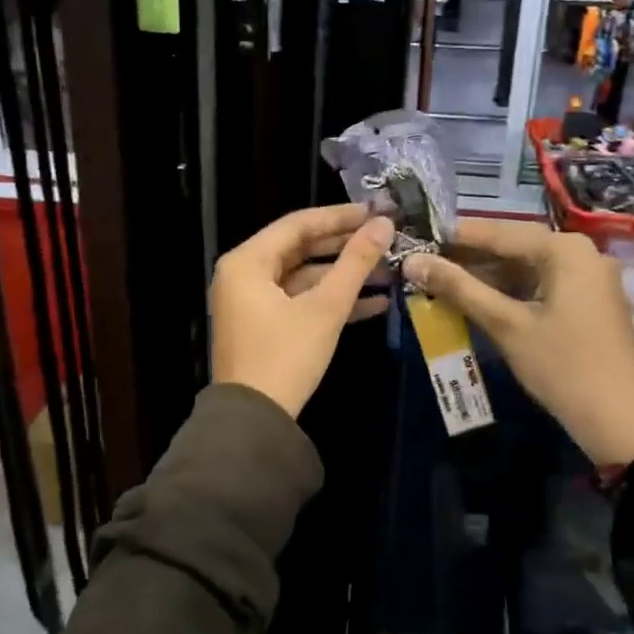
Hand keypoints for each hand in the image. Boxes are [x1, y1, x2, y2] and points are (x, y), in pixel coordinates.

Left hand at [212, 204, 395, 416]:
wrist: (253, 422)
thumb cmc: (285, 356)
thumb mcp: (325, 307)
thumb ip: (355, 262)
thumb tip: (384, 224)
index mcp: (247, 262)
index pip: (298, 224)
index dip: (340, 217)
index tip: (376, 211)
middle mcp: (244, 275)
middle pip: (301, 249)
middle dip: (345, 247)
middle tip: (385, 239)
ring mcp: (252, 302)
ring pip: (304, 277)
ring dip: (344, 277)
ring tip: (388, 272)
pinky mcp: (264, 326)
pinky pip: (299, 302)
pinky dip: (331, 301)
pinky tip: (375, 303)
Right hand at [404, 219, 633, 464]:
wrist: (622, 421)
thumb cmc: (563, 366)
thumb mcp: (506, 325)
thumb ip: (458, 288)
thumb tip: (412, 261)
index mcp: (564, 249)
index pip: (497, 232)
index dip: (453, 236)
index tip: (415, 238)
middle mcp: (579, 253)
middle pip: (512, 246)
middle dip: (467, 258)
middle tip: (421, 263)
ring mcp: (586, 278)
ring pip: (524, 268)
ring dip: (484, 277)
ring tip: (438, 282)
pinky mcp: (586, 302)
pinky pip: (538, 285)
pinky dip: (507, 292)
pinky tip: (473, 301)